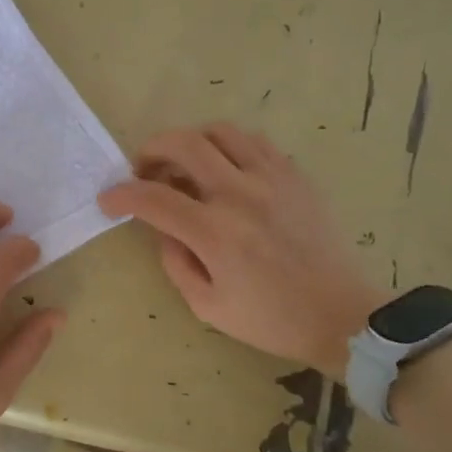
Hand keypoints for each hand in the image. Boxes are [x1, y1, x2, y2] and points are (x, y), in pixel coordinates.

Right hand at [98, 124, 387, 375]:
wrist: (343, 316)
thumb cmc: (271, 319)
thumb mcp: (207, 306)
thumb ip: (174, 261)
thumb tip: (163, 228)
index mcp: (216, 233)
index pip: (153, 198)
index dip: (121, 195)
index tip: (108, 200)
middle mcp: (241, 194)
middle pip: (184, 144)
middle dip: (151, 149)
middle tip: (143, 169)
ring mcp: (272, 179)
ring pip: (220, 131)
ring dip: (191, 142)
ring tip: (185, 165)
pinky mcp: (295, 176)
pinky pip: (254, 141)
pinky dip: (228, 147)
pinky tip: (224, 169)